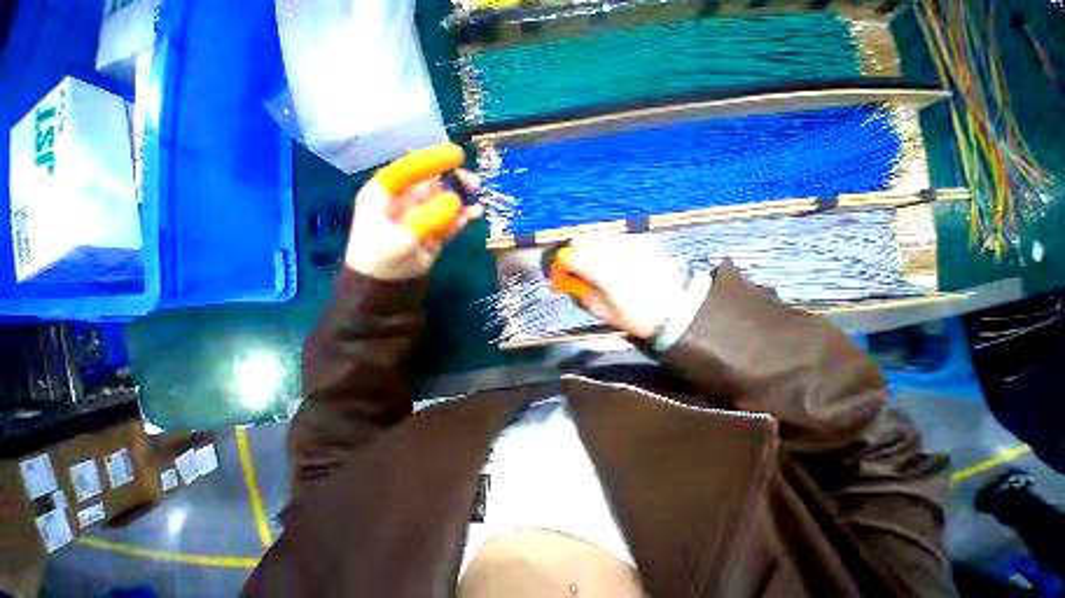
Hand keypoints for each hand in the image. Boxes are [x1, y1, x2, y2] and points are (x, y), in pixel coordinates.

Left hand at [344, 143, 482, 279]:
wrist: (387, 288)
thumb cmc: (382, 258)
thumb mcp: (402, 236)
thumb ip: (428, 217)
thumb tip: (456, 200)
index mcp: (385, 193)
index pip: (410, 168)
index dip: (433, 160)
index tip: (456, 155)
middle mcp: (404, 201)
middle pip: (431, 183)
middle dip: (452, 180)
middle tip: (473, 182)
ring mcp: (422, 217)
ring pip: (444, 201)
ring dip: (462, 198)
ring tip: (478, 196)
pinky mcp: (435, 232)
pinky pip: (451, 221)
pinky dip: (463, 217)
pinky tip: (476, 214)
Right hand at [562, 235, 685, 338]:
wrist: (673, 313)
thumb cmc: (634, 317)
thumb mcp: (599, 310)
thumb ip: (579, 290)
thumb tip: (566, 278)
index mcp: (603, 271)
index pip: (570, 257)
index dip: (559, 266)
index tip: (559, 277)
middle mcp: (615, 252)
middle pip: (581, 240)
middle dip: (571, 254)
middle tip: (572, 269)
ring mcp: (630, 244)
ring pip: (598, 236)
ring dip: (587, 248)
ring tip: (590, 265)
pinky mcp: (642, 243)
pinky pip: (615, 238)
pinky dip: (606, 247)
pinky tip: (610, 260)